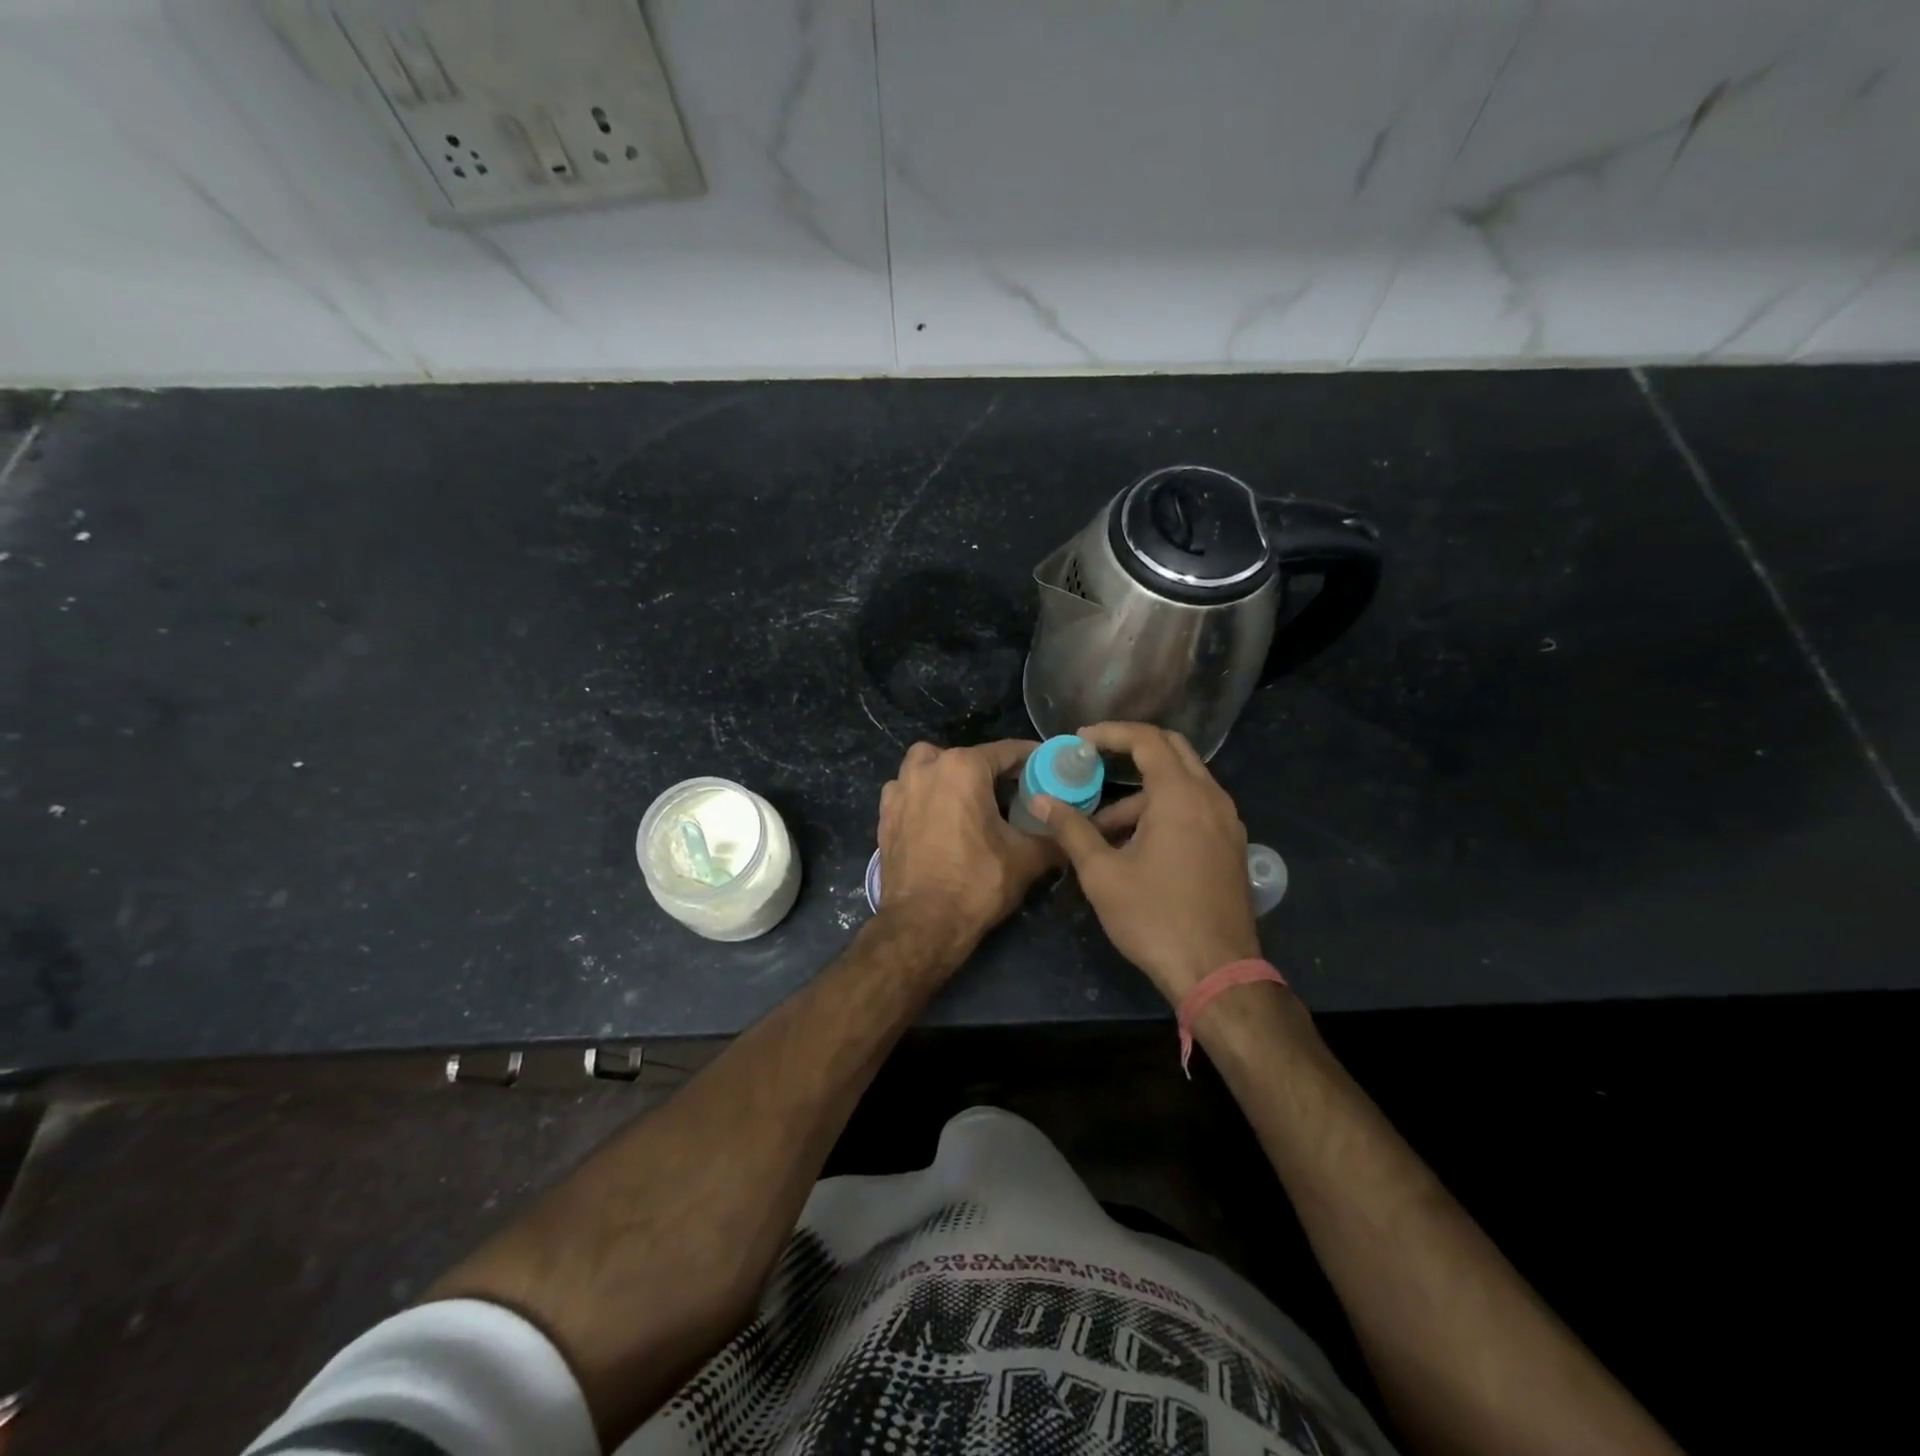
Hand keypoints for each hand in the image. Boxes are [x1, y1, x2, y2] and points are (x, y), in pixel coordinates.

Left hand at [877, 739, 1057, 964]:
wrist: (922, 924)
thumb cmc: (976, 884)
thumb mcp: (1026, 859)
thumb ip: (1053, 837)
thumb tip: (1073, 831)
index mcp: (963, 768)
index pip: (1007, 751)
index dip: (1032, 759)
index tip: (1048, 768)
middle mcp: (927, 768)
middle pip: (966, 756)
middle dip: (989, 769)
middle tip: (1011, 792)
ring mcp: (900, 790)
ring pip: (928, 766)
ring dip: (948, 775)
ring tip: (968, 800)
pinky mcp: (885, 815)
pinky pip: (907, 791)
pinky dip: (924, 796)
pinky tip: (938, 818)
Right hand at [1034, 722, 1258, 1002]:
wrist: (1217, 972)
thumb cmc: (1154, 918)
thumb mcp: (1103, 873)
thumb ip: (1071, 829)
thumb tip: (1040, 800)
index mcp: (1181, 796)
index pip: (1147, 740)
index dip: (1110, 733)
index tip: (1079, 741)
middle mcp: (1211, 798)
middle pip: (1172, 750)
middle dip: (1131, 749)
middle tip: (1093, 760)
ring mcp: (1227, 822)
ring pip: (1182, 784)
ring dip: (1142, 792)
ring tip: (1101, 828)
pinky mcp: (1230, 846)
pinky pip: (1195, 808)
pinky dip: (1163, 810)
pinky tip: (1134, 844)